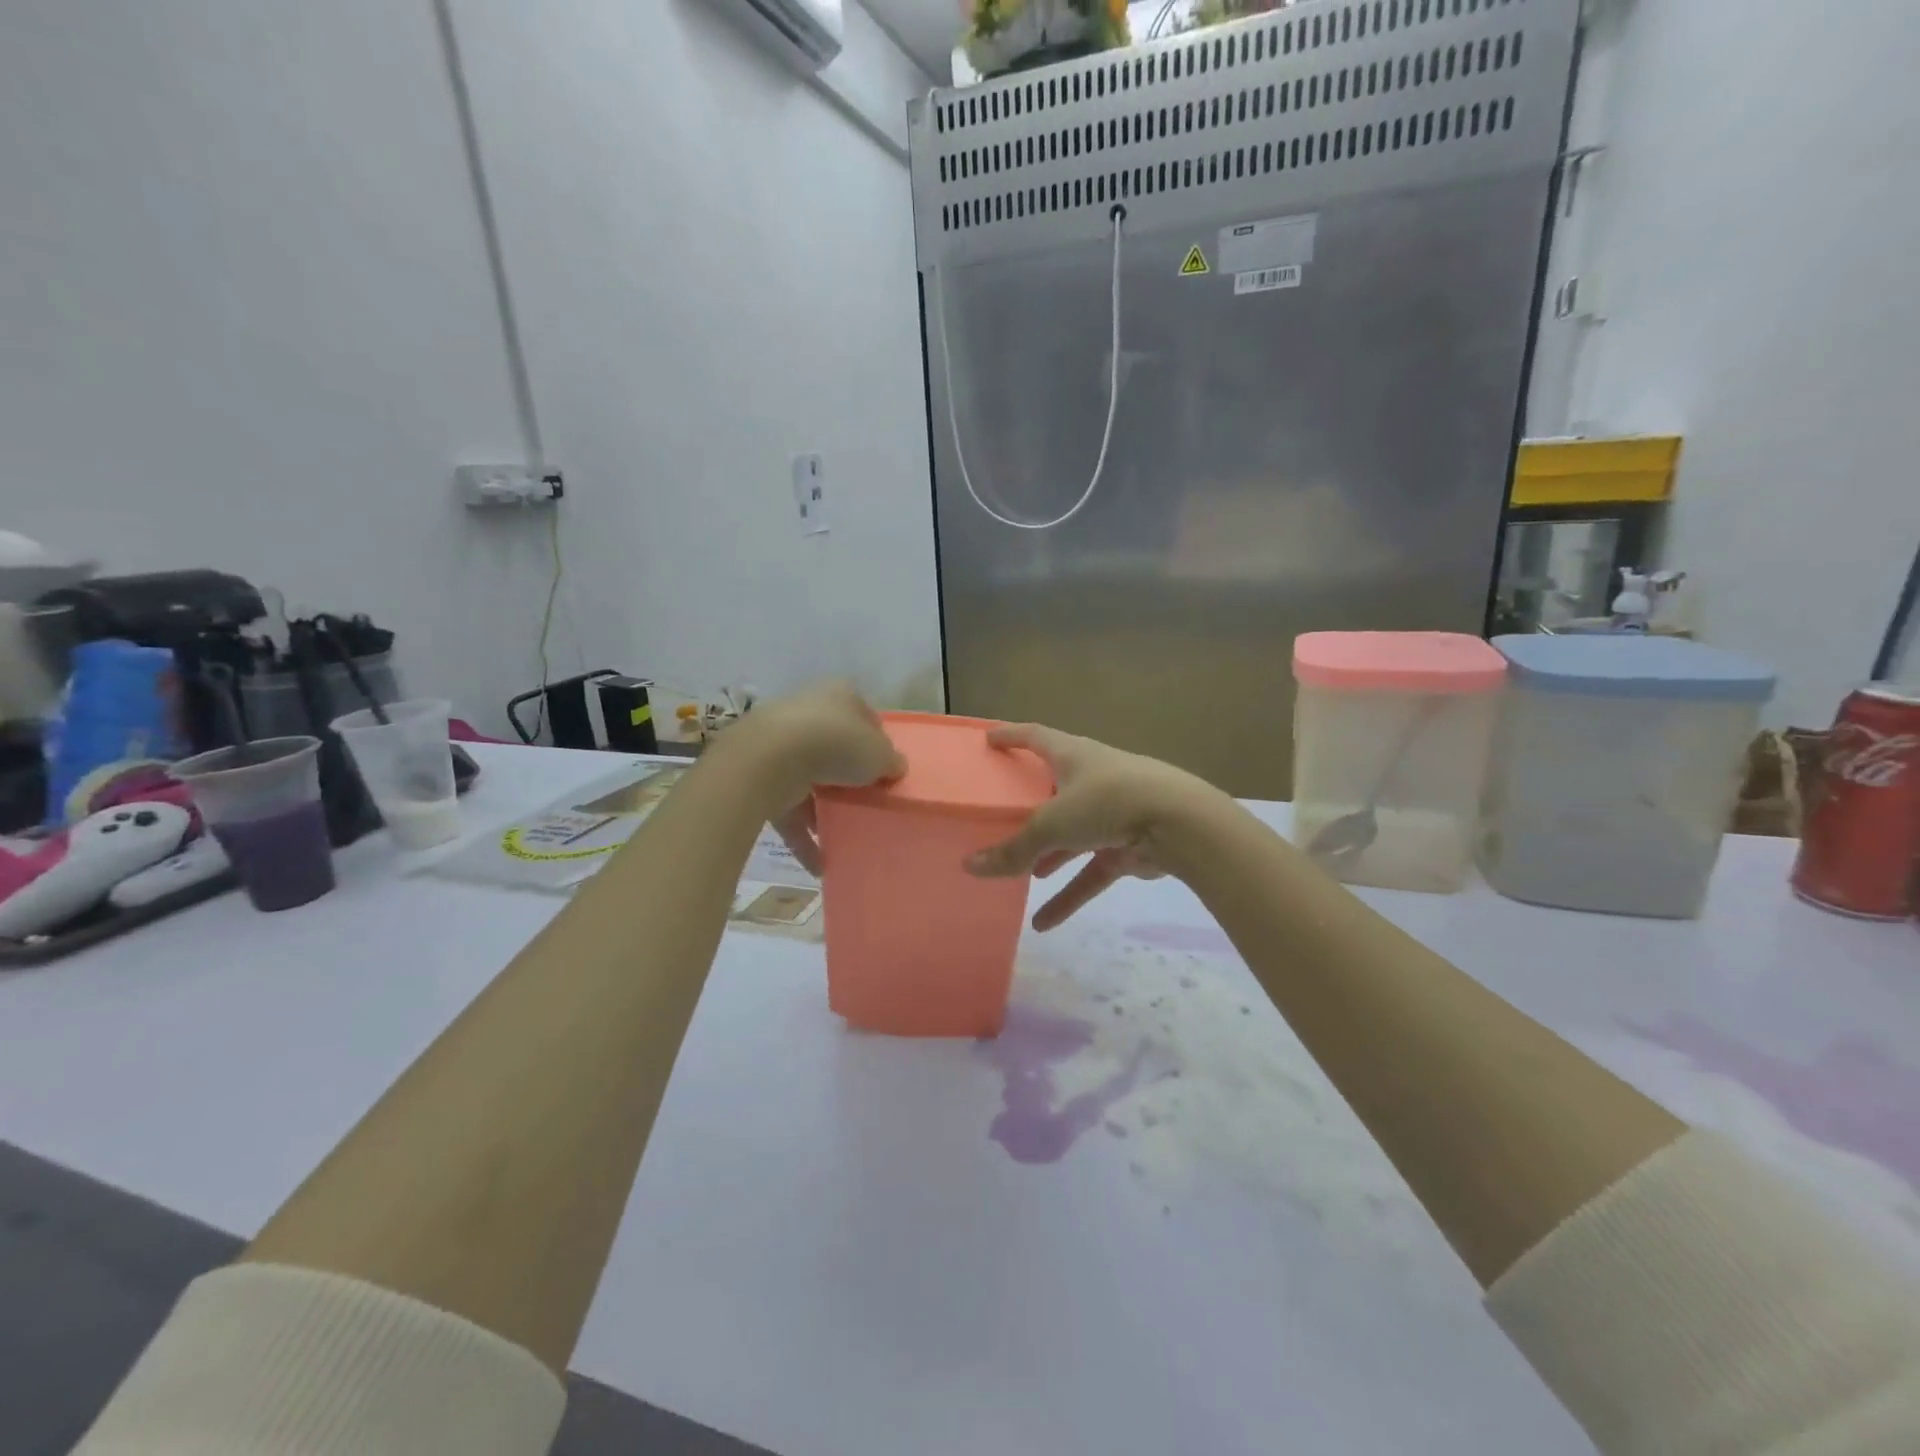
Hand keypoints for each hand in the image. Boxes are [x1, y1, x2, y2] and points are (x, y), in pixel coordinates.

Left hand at [738, 683, 904, 875]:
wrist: (769, 759)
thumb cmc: (836, 744)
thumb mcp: (880, 754)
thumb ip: (890, 761)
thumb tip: (894, 768)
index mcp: (839, 694)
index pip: (864, 716)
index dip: (877, 742)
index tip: (885, 769)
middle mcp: (806, 711)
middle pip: (834, 746)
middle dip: (847, 775)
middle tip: (867, 801)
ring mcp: (777, 743)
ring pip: (808, 779)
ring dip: (822, 809)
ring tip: (843, 836)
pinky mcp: (758, 776)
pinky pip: (786, 809)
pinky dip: (802, 836)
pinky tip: (818, 864)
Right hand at [964, 723, 1219, 930]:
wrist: (1181, 824)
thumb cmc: (1108, 802)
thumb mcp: (1053, 824)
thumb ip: (1014, 849)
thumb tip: (969, 866)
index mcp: (1073, 756)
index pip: (1035, 736)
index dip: (1011, 736)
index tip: (988, 739)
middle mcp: (1092, 778)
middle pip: (1054, 787)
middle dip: (1031, 803)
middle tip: (1003, 814)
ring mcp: (1113, 813)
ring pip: (1073, 835)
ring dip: (1049, 855)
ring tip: (1023, 875)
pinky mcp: (1129, 845)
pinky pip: (1091, 870)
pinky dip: (1071, 892)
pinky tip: (1044, 922)